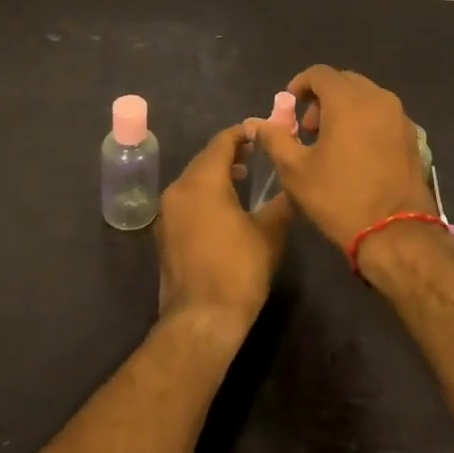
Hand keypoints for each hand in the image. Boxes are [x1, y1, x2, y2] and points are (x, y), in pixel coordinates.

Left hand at [155, 123, 291, 346]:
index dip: (242, 134)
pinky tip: (224, 208)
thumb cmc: (238, 270)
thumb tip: (290, 187)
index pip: (222, 142)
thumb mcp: (269, 234)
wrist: (201, 320)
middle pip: (204, 159)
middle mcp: (178, 189)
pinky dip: (204, 194)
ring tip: (243, 178)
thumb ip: (279, 203)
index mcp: (202, 181)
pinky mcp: (164, 233)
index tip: (261, 132)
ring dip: (216, 174)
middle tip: (256, 154)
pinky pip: (186, 200)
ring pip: (193, 180)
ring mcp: (166, 212)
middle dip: (229, 154)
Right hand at [248, 65, 430, 250]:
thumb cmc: (339, 198)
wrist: (396, 233)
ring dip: (344, 108)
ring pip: (366, 97)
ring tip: (331, 142)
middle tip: (308, 128)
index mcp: (348, 100)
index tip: (289, 107)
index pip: (319, 73)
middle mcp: (377, 98)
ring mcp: (399, 116)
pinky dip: (365, 121)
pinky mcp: (412, 136)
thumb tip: (256, 122)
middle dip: (322, 97)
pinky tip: (357, 153)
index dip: (300, 85)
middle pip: (344, 82)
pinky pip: (383, 115)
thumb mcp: (295, 170)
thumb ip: (275, 138)